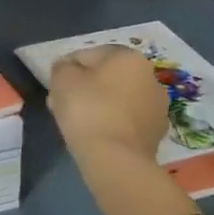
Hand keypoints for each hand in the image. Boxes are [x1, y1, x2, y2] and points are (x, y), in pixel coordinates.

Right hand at [47, 45, 171, 158]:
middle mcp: (150, 77)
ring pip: (118, 99)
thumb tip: (68, 68)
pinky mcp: (156, 133)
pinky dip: (111, 123)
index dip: (68, 69)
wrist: (115, 159)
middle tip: (63, 103)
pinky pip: (126, 120)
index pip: (89, 55)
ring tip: (77, 122)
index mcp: (129, 57)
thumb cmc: (87, 109)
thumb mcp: (61, 78)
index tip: (55, 86)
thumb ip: (62, 67)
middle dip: (85, 87)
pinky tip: (95, 135)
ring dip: (99, 105)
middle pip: (106, 77)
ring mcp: (157, 107)